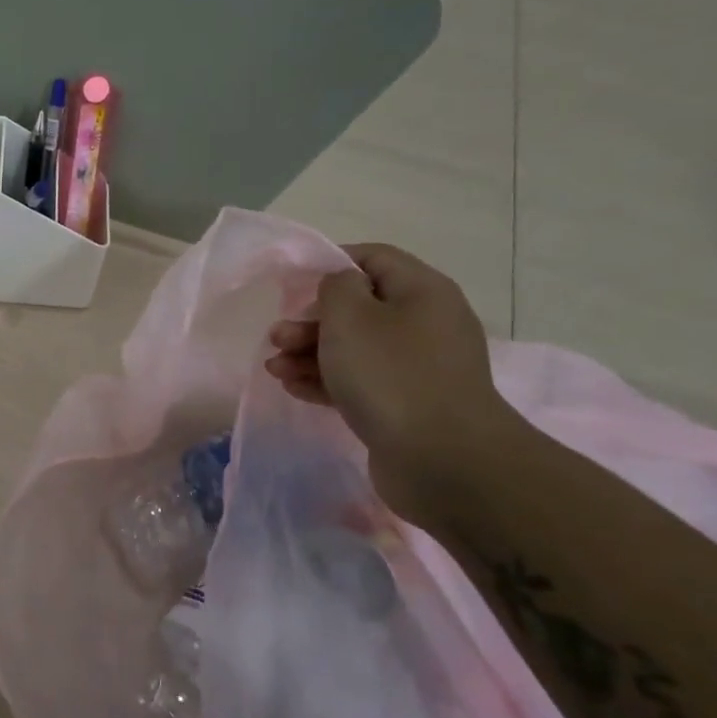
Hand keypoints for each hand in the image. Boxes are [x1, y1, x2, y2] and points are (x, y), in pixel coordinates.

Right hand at [266, 244, 519, 527]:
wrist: (442, 459)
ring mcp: (419, 368)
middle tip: (276, 337)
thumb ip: (335, 287)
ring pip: (355, 349)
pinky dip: (327, 381)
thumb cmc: (389, 374)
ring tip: (274, 368)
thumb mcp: (350, 316)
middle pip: (359, 308)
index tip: (292, 283)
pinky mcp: (407, 404)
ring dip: (310, 353)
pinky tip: (293, 388)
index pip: (374, 258)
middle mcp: (426, 324)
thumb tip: (340, 286)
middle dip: (311, 321)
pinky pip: (360, 381)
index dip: (330, 263)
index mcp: (422, 291)